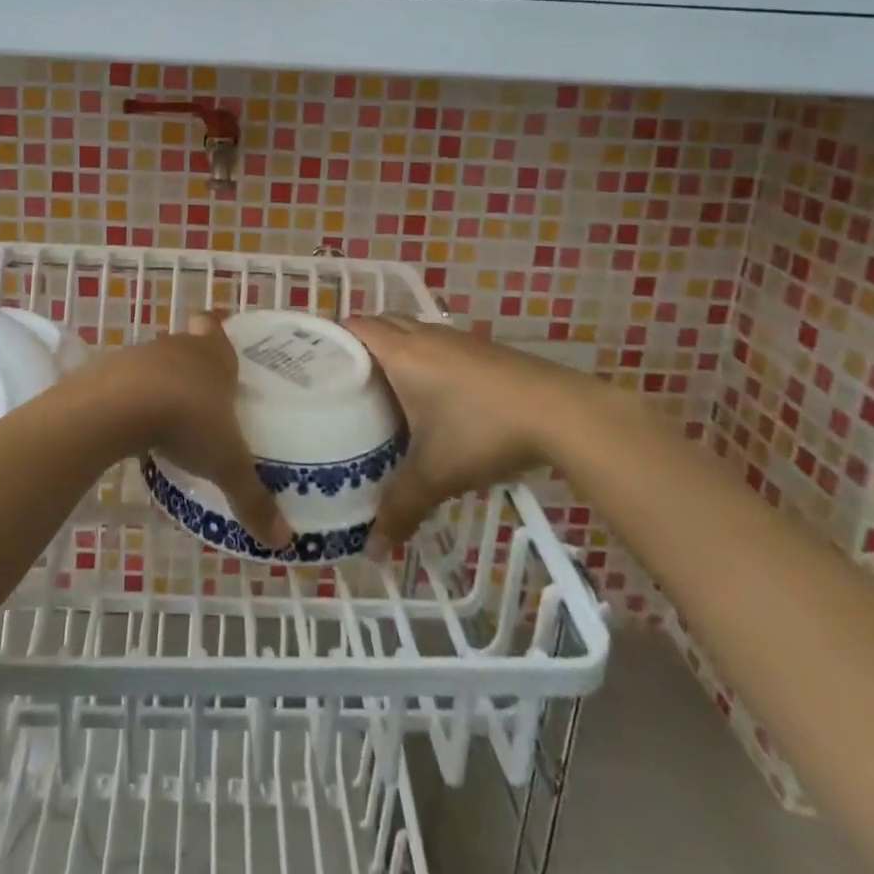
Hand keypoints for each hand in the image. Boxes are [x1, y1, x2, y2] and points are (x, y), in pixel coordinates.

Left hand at [88, 314, 293, 550]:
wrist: (116, 407)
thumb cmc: (186, 421)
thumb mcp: (227, 464)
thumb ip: (253, 499)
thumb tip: (285, 540)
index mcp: (213, 355)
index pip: (214, 325)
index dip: (216, 328)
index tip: (218, 335)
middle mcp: (177, 347)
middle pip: (186, 344)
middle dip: (191, 365)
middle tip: (202, 394)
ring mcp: (138, 356)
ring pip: (154, 363)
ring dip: (159, 383)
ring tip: (167, 419)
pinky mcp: (105, 373)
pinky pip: (122, 383)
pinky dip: (128, 399)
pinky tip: (132, 427)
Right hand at [347, 315, 577, 553]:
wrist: (559, 412)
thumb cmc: (482, 431)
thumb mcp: (435, 474)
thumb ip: (400, 508)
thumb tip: (374, 551)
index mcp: (401, 353)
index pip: (354, 327)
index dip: (331, 338)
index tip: (314, 364)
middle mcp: (424, 336)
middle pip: (381, 322)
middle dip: (360, 344)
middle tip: (343, 380)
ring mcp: (457, 339)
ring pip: (412, 331)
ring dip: (394, 349)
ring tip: (382, 388)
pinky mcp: (482, 349)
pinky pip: (437, 343)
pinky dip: (423, 358)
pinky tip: (431, 395)